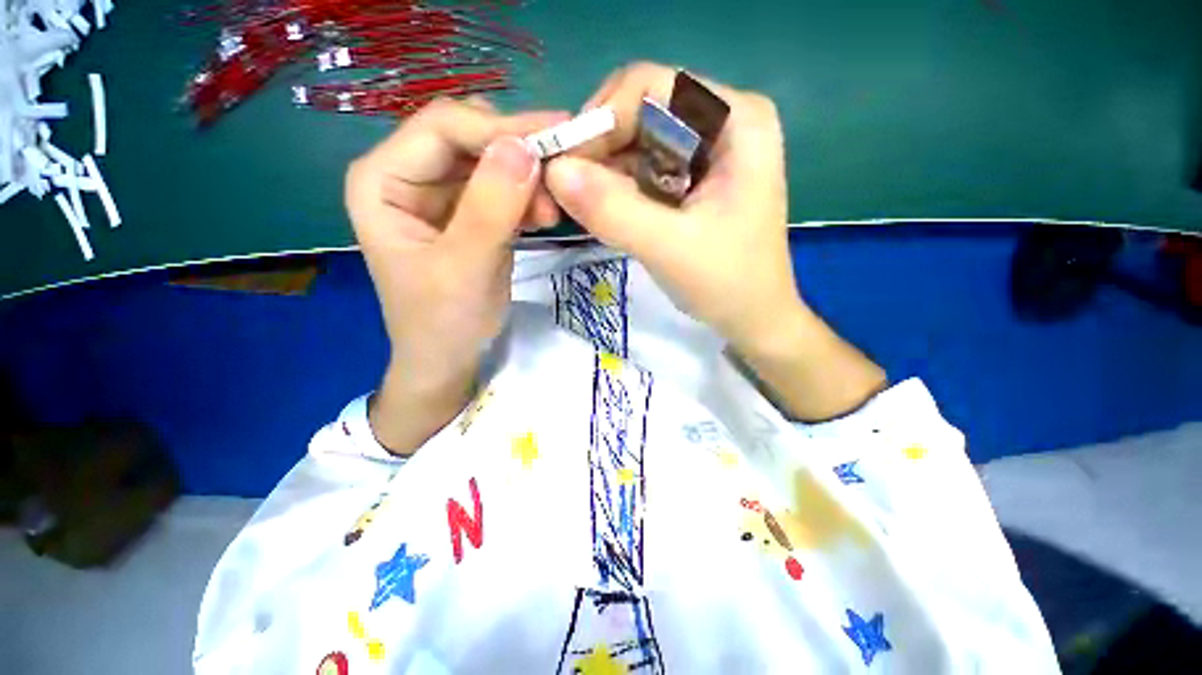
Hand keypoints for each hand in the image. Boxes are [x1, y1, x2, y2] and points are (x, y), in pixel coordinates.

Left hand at [345, 98, 567, 451]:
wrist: (449, 357)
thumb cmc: (443, 321)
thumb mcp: (465, 268)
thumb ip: (491, 209)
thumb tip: (525, 148)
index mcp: (383, 180)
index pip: (443, 127)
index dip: (500, 128)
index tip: (557, 138)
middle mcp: (408, 174)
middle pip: (469, 137)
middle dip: (517, 154)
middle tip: (560, 177)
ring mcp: (441, 193)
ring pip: (491, 160)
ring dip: (526, 178)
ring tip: (551, 212)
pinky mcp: (469, 212)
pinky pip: (503, 187)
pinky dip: (527, 196)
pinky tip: (543, 218)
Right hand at [544, 62, 795, 349]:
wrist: (752, 317)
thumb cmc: (728, 283)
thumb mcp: (669, 248)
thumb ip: (613, 210)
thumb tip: (553, 171)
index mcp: (735, 119)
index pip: (651, 86)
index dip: (602, 118)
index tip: (567, 166)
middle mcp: (721, 122)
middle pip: (640, 112)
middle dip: (600, 150)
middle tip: (570, 193)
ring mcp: (704, 152)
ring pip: (635, 143)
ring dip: (604, 174)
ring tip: (589, 211)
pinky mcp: (690, 180)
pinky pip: (641, 170)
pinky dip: (618, 190)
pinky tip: (609, 215)